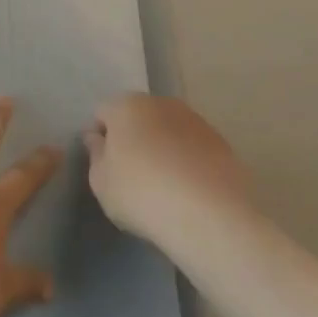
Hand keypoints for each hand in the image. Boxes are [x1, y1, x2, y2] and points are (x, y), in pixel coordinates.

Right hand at [84, 95, 254, 245]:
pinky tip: (187, 190)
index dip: (99, 136)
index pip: (102, 112)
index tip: (103, 164)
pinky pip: (192, 147)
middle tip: (130, 174)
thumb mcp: (102, 182)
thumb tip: (97, 138)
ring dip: (161, 147)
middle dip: (132, 138)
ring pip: (167, 129)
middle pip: (138, 116)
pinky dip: (186, 160)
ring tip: (163, 185)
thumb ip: (96, 155)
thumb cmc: (141, 193)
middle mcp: (161, 103)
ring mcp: (195, 120)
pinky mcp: (221, 141)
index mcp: (127, 106)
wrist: (210, 213)